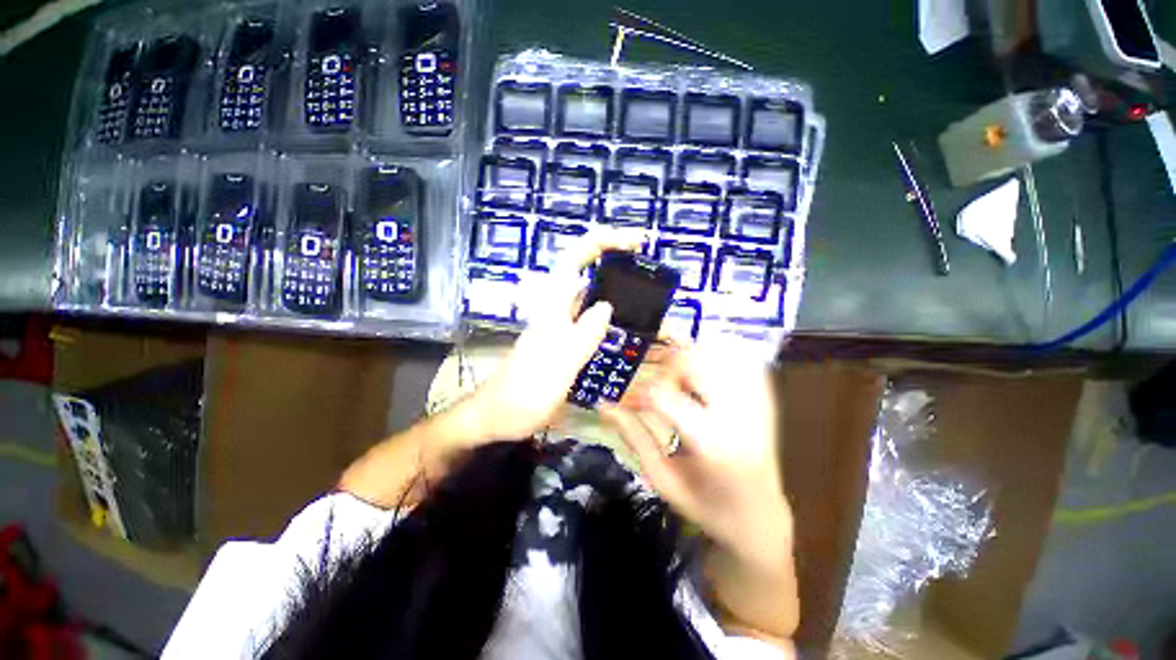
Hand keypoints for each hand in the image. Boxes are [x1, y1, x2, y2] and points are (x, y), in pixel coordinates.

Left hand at [462, 230, 647, 443]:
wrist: (497, 417)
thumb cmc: (522, 393)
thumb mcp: (557, 364)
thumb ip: (583, 335)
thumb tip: (608, 306)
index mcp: (553, 306)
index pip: (576, 258)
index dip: (604, 242)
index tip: (637, 242)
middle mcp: (559, 310)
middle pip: (592, 277)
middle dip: (623, 271)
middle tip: (656, 282)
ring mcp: (564, 329)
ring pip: (597, 305)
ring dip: (624, 304)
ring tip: (656, 316)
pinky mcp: (567, 346)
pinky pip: (597, 329)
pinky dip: (617, 328)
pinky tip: (632, 340)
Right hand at [599, 341, 790, 569]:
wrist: (760, 517)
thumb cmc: (707, 506)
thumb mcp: (662, 479)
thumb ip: (635, 437)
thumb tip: (604, 406)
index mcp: (709, 442)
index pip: (663, 393)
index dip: (640, 392)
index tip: (632, 401)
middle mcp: (737, 414)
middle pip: (694, 360)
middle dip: (666, 363)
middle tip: (656, 379)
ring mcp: (757, 402)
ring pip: (718, 351)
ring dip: (691, 354)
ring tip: (680, 375)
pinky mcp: (766, 397)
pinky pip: (741, 357)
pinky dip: (717, 353)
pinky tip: (705, 371)